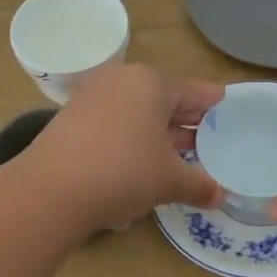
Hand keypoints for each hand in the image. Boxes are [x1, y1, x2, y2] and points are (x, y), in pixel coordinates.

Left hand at [19, 64, 222, 230]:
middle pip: (163, 98)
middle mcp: (121, 81)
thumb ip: (198, 184)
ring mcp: (93, 98)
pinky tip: (144, 159)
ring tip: (181, 151)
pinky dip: (133, 136)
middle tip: (208, 132)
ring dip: (159, 130)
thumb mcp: (169, 180)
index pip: (190, 91)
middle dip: (185, 118)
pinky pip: (115, 122)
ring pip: (137, 111)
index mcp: (151, 83)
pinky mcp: (72, 119)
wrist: (52, 190)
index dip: (210, 101)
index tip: (224, 102)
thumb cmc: (124, 171)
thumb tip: (220, 196)